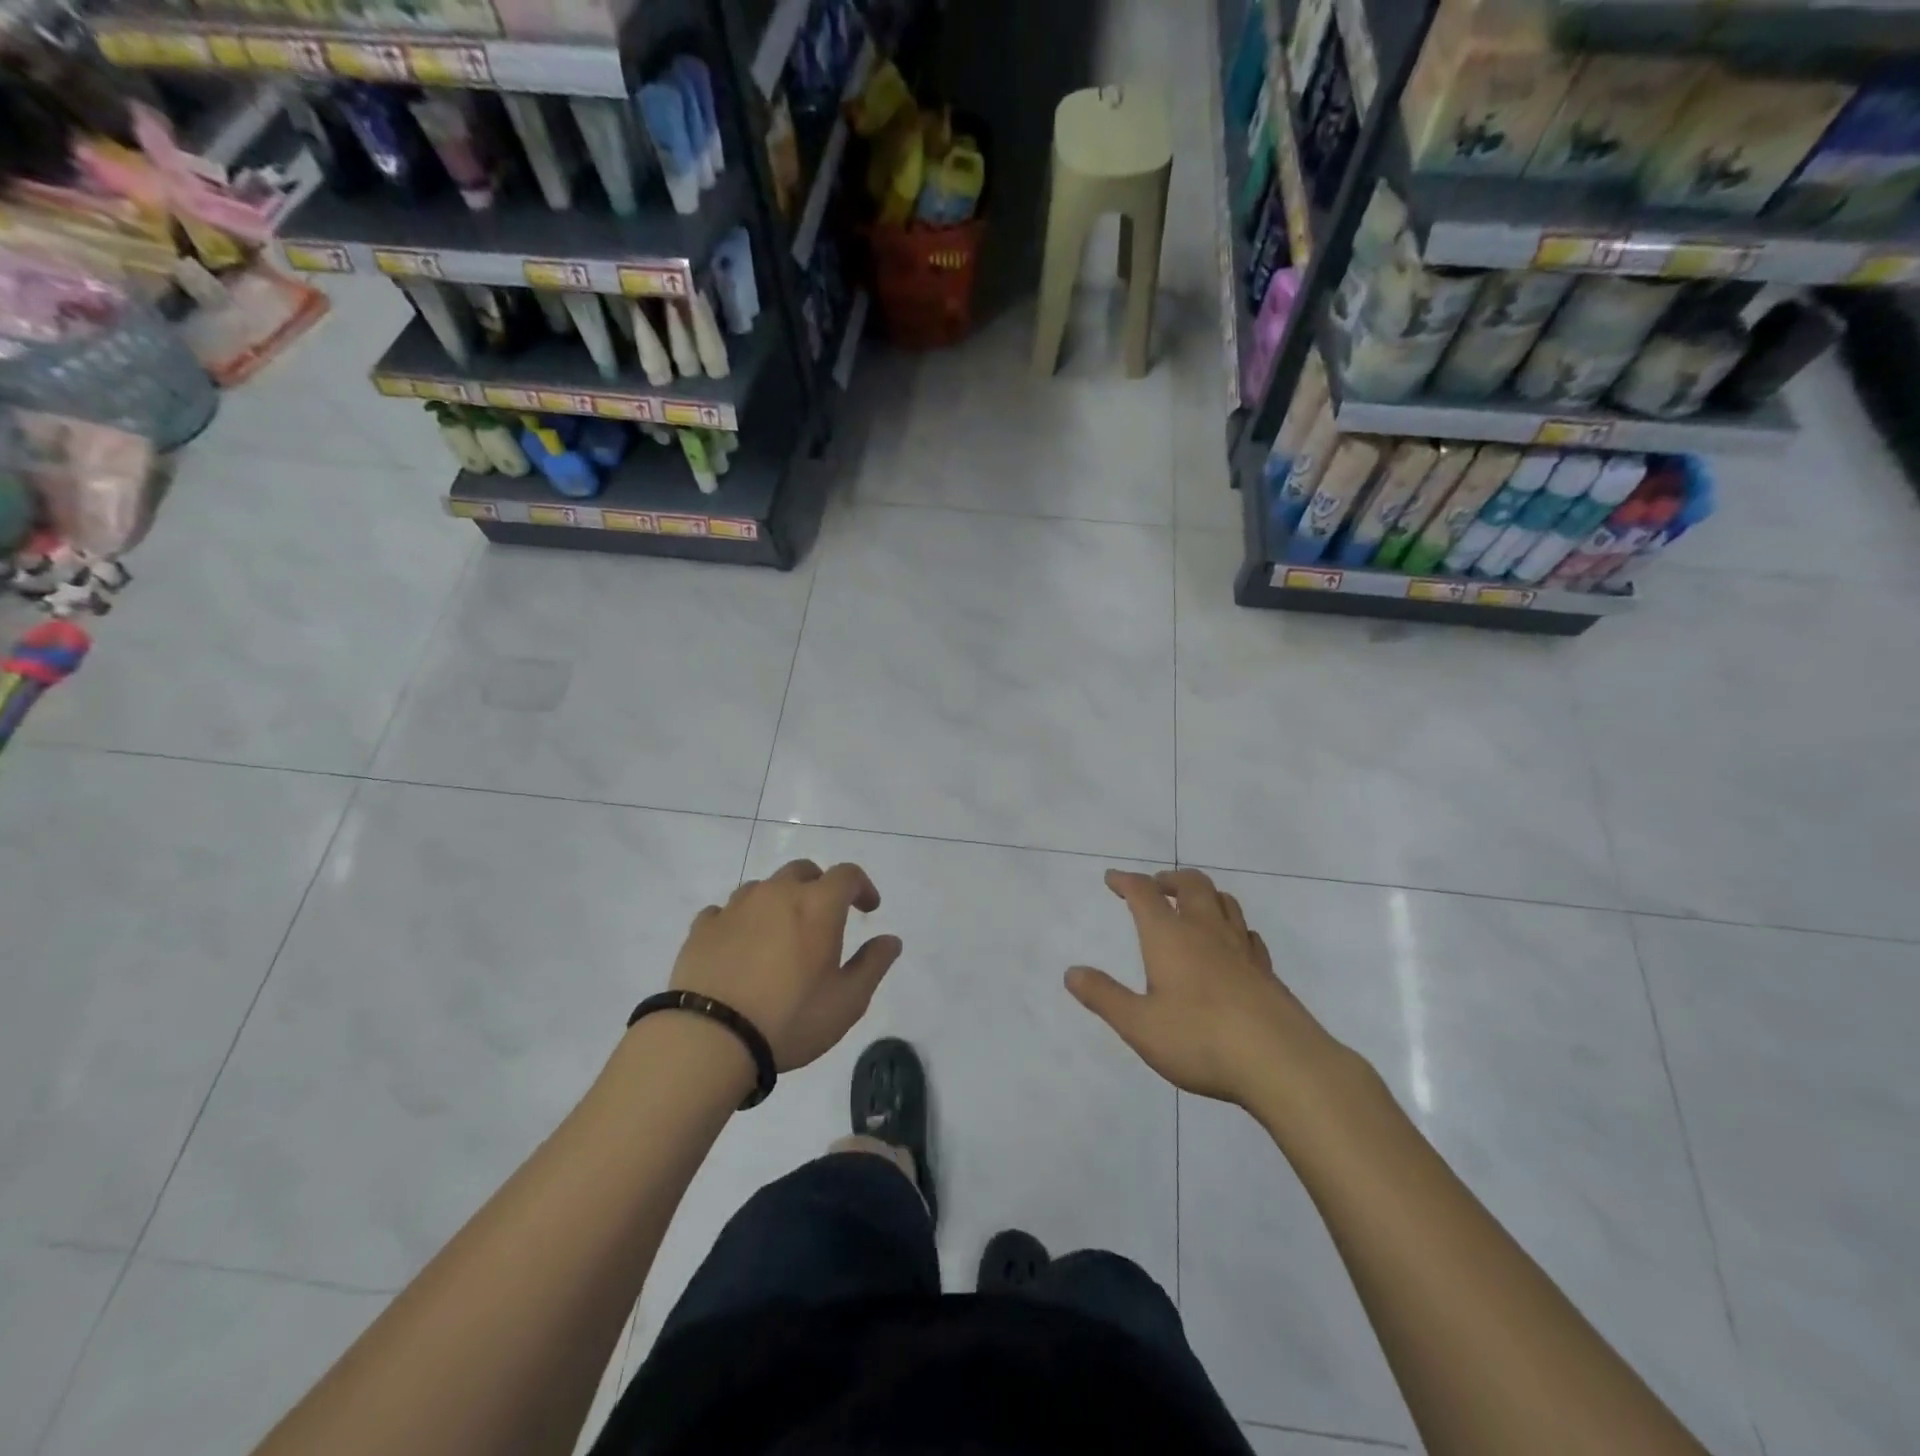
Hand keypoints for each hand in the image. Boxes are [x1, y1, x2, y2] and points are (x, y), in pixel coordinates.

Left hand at [671, 860, 901, 1071]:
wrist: (710, 1038)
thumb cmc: (790, 1019)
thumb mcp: (847, 1001)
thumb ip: (873, 964)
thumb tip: (891, 939)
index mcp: (817, 905)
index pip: (847, 874)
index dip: (862, 887)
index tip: (869, 909)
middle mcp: (777, 894)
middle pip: (803, 871)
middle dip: (820, 886)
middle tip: (825, 917)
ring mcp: (735, 907)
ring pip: (763, 887)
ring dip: (779, 901)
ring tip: (780, 934)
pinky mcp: (703, 927)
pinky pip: (726, 910)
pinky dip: (741, 920)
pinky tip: (740, 945)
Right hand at [1066, 868, 1348, 1107]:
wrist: (1282, 1063)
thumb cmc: (1200, 1040)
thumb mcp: (1139, 1025)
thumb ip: (1104, 997)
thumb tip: (1071, 972)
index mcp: (1170, 938)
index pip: (1144, 894)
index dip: (1126, 881)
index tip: (1112, 879)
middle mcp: (1206, 932)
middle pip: (1192, 885)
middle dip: (1170, 879)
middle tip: (1157, 885)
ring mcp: (1241, 950)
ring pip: (1225, 903)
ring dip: (1205, 895)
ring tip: (1193, 904)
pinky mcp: (1267, 972)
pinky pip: (1248, 934)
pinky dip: (1234, 927)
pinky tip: (1233, 943)